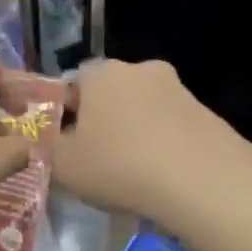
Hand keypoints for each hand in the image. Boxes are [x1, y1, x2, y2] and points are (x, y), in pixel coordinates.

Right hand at [48, 60, 251, 232]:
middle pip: (111, 95)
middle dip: (103, 123)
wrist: (202, 181)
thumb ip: (45, 149)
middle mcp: (141, 69)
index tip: (67, 147)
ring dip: (136, 135)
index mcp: (101, 72)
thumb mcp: (64, 165)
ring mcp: (179, 89)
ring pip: (144, 111)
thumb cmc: (120, 165)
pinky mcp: (207, 113)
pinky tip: (164, 179)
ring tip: (133, 176)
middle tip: (98, 162)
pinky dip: (164, 147)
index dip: (65, 116)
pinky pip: (173, 129)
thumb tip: (44, 141)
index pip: (73, 84)